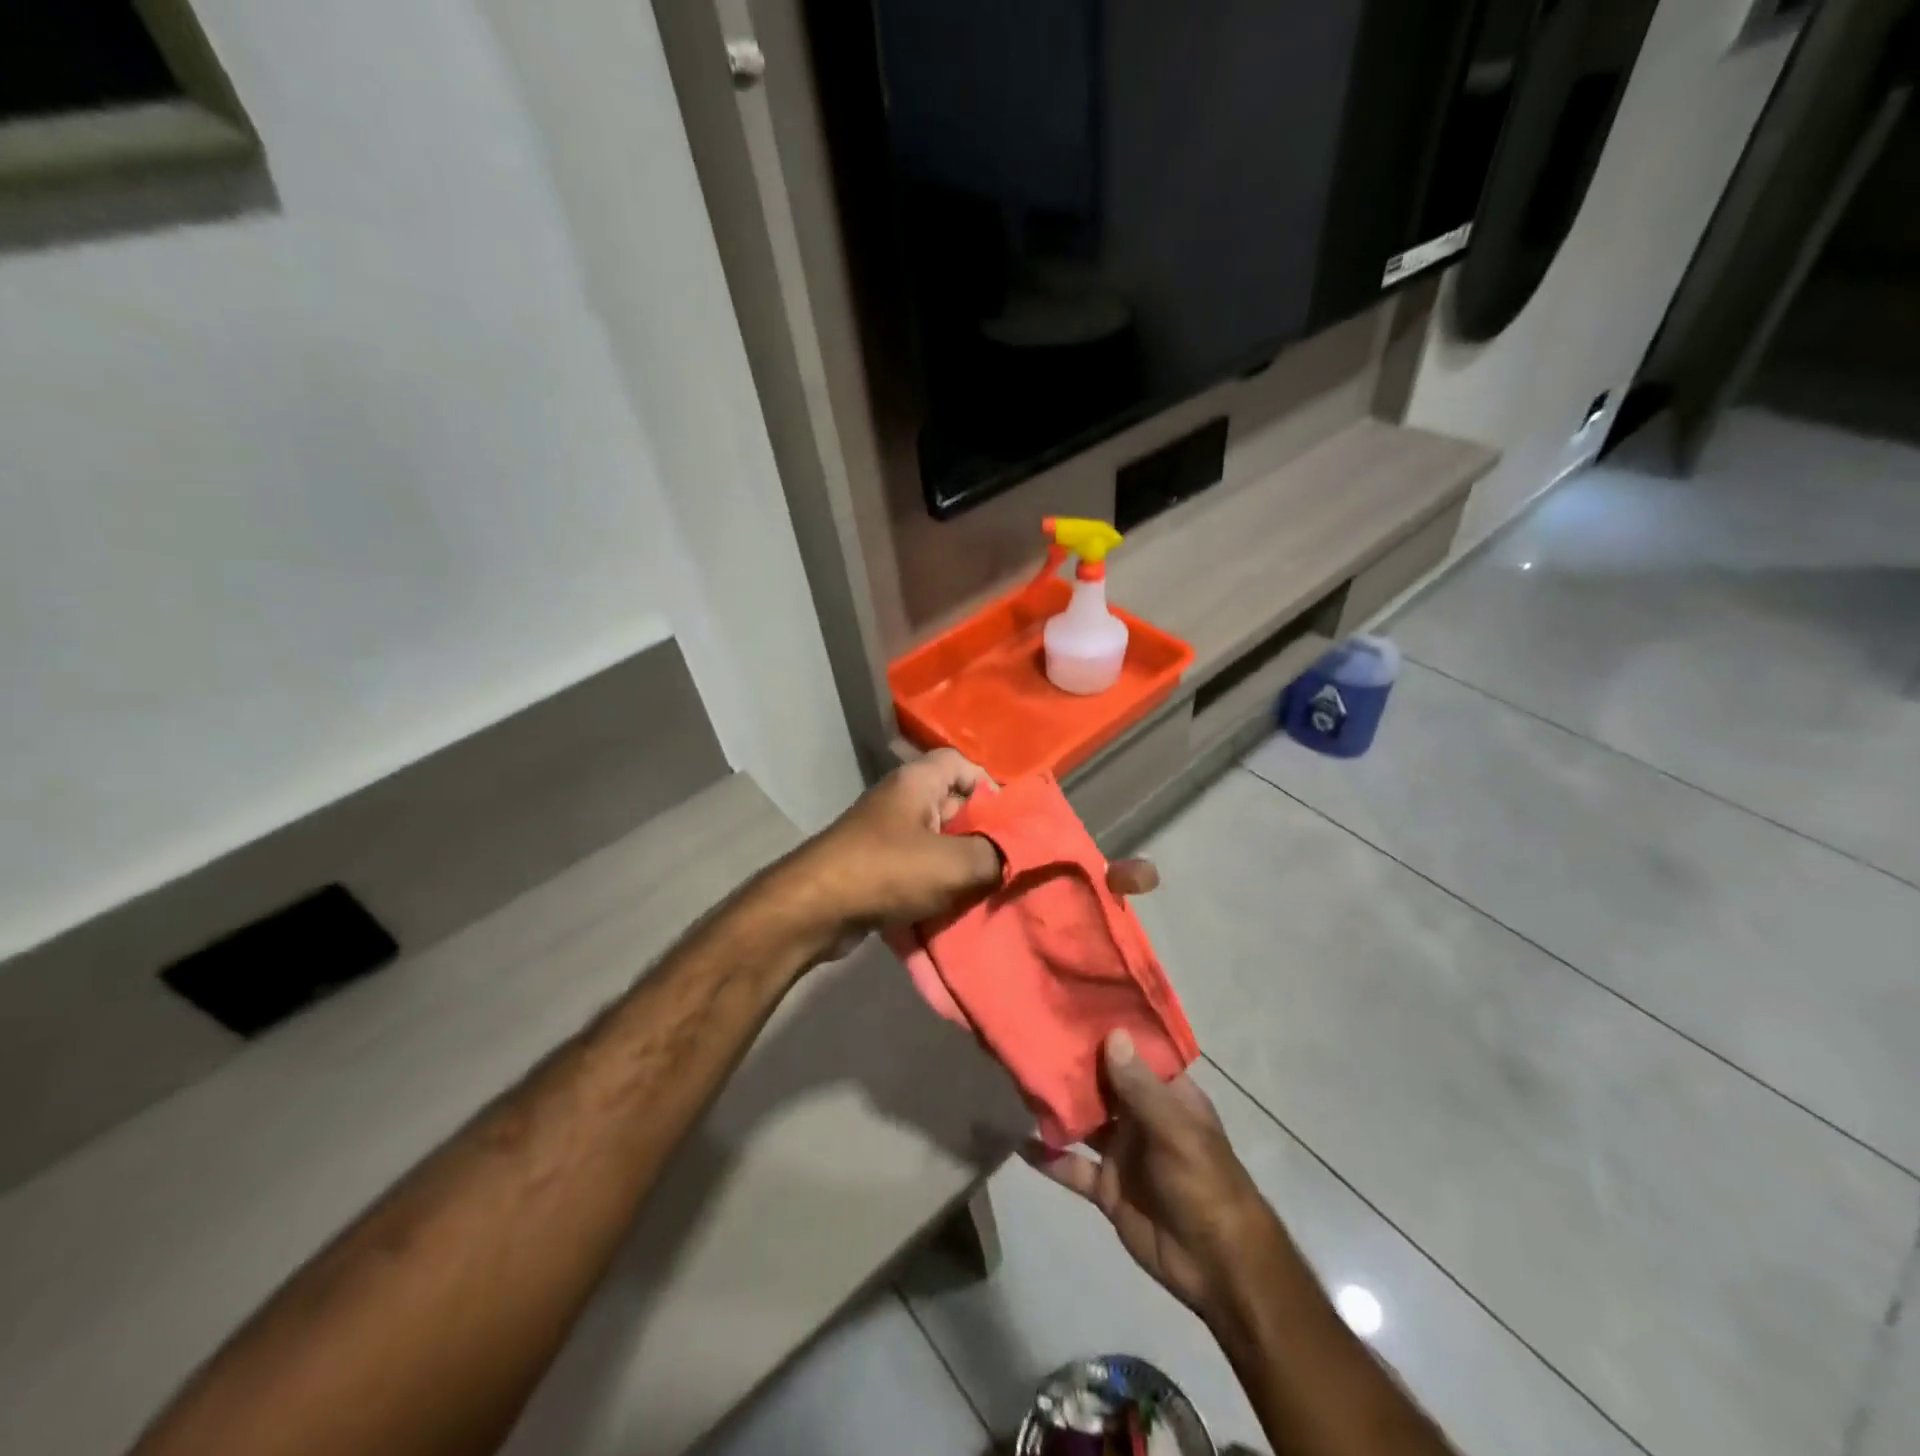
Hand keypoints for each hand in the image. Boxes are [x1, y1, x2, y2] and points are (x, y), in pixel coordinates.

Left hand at [787, 750, 1003, 959]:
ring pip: (939, 842)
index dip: (992, 788)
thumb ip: (995, 856)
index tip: (1012, 824)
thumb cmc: (886, 871)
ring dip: (961, 865)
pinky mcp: (877, 867)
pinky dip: (937, 885)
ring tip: (988, 890)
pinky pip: (919, 868)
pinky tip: (955, 908)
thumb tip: (1016, 856)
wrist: (813, 909)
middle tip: (1009, 863)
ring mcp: (886, 834)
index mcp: (918, 782)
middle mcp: (902, 800)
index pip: (964, 765)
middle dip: (983, 834)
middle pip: (955, 805)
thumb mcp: (954, 863)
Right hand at [1026, 1031, 1279, 1324]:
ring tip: (1019, 1080)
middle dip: (1072, 1065)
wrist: (1217, 1266)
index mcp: (1167, 1096)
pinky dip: (1048, 1156)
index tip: (1071, 1005)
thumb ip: (1140, 1087)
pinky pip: (1072, 1166)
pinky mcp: (1107, 1187)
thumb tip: (1112, 1034)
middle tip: (1032, 1036)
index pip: (1135, 1054)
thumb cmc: (1205, 1184)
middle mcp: (1142, 1117)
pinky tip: (1019, 1140)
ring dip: (1057, 1106)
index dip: (1108, 1032)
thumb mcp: (1176, 1130)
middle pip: (1102, 1084)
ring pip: (1083, 1121)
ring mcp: (1123, 1152)